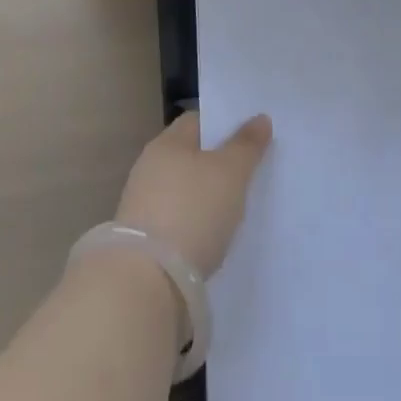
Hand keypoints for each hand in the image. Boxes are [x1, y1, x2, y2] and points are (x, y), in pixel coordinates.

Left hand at [115, 111, 272, 276]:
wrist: (147, 282)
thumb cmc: (193, 211)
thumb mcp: (231, 173)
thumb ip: (246, 145)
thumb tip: (260, 118)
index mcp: (167, 142)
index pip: (197, 121)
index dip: (223, 126)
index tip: (248, 139)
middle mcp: (149, 167)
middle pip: (189, 156)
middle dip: (215, 164)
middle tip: (247, 175)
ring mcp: (141, 204)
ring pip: (181, 190)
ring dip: (202, 197)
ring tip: (232, 210)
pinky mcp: (141, 241)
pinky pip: (174, 220)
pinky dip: (192, 224)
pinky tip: (210, 238)